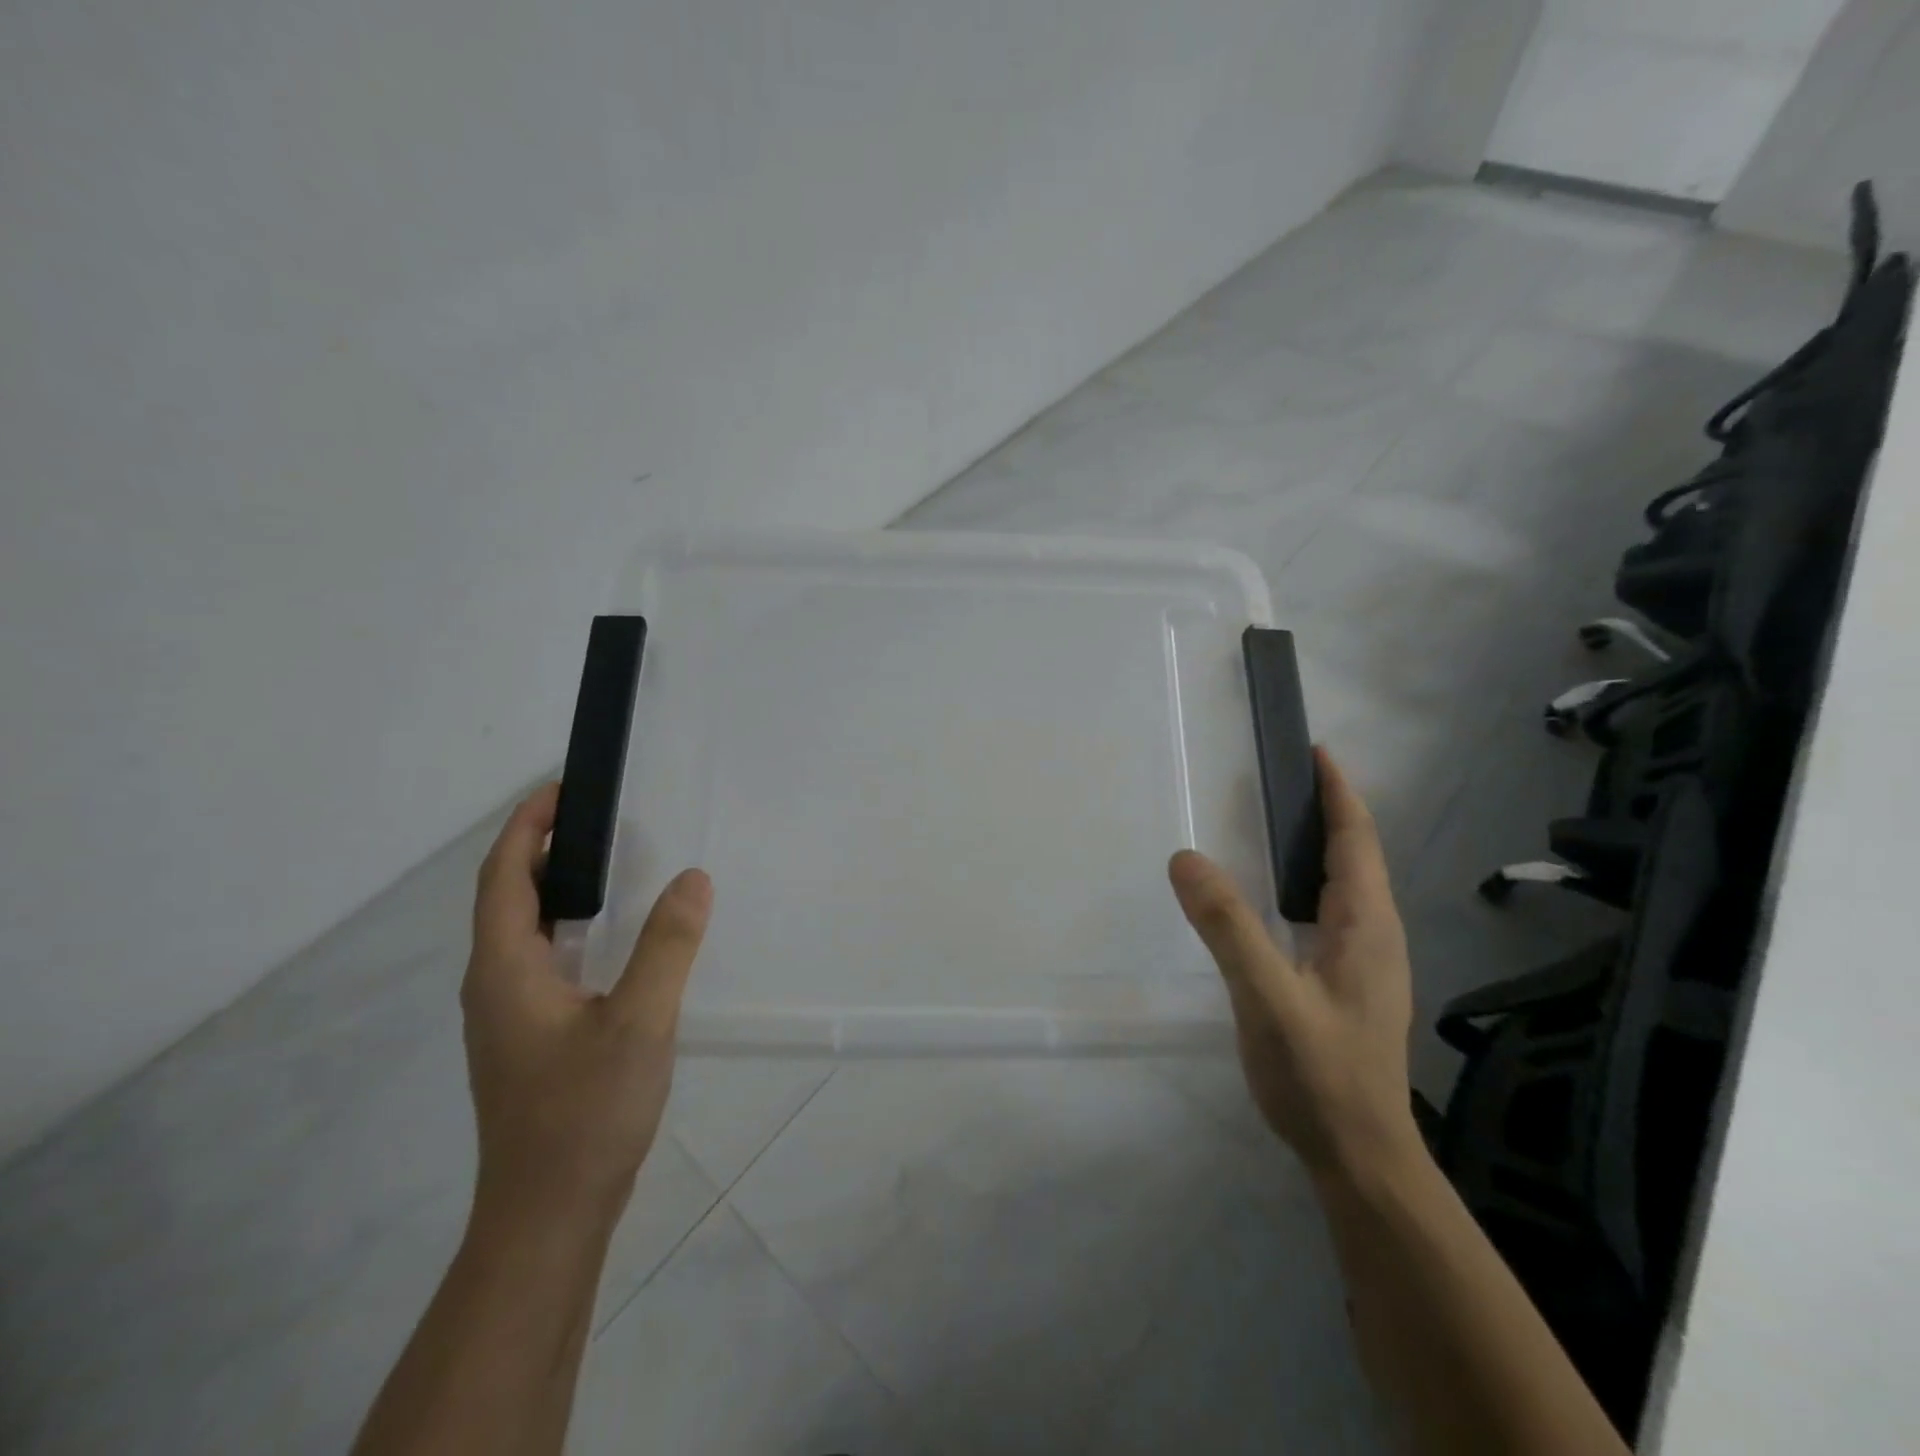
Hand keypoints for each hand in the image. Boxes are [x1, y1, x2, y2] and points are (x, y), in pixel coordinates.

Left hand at [461, 784, 712, 1232]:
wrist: (549, 1215)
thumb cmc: (585, 1113)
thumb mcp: (639, 1022)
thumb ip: (667, 945)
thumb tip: (694, 878)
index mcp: (505, 970)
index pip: (503, 876)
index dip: (527, 827)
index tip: (563, 789)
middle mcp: (494, 985)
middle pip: (508, 898)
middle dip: (543, 849)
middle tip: (599, 819)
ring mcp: (508, 1016)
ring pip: (523, 932)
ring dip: (555, 889)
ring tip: (608, 866)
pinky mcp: (529, 1038)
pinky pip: (541, 960)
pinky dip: (568, 927)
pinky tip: (612, 939)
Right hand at [1169, 747, 1419, 1180]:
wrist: (1360, 1156)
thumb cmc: (1318, 1073)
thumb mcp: (1266, 996)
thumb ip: (1227, 926)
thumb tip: (1186, 857)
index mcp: (1365, 925)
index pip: (1356, 840)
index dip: (1338, 792)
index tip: (1316, 751)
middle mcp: (1375, 935)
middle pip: (1357, 856)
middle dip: (1328, 811)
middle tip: (1282, 780)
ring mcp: (1367, 962)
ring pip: (1346, 886)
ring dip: (1321, 846)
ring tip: (1278, 825)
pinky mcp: (1351, 984)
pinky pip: (1332, 912)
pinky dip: (1309, 882)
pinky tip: (1278, 898)